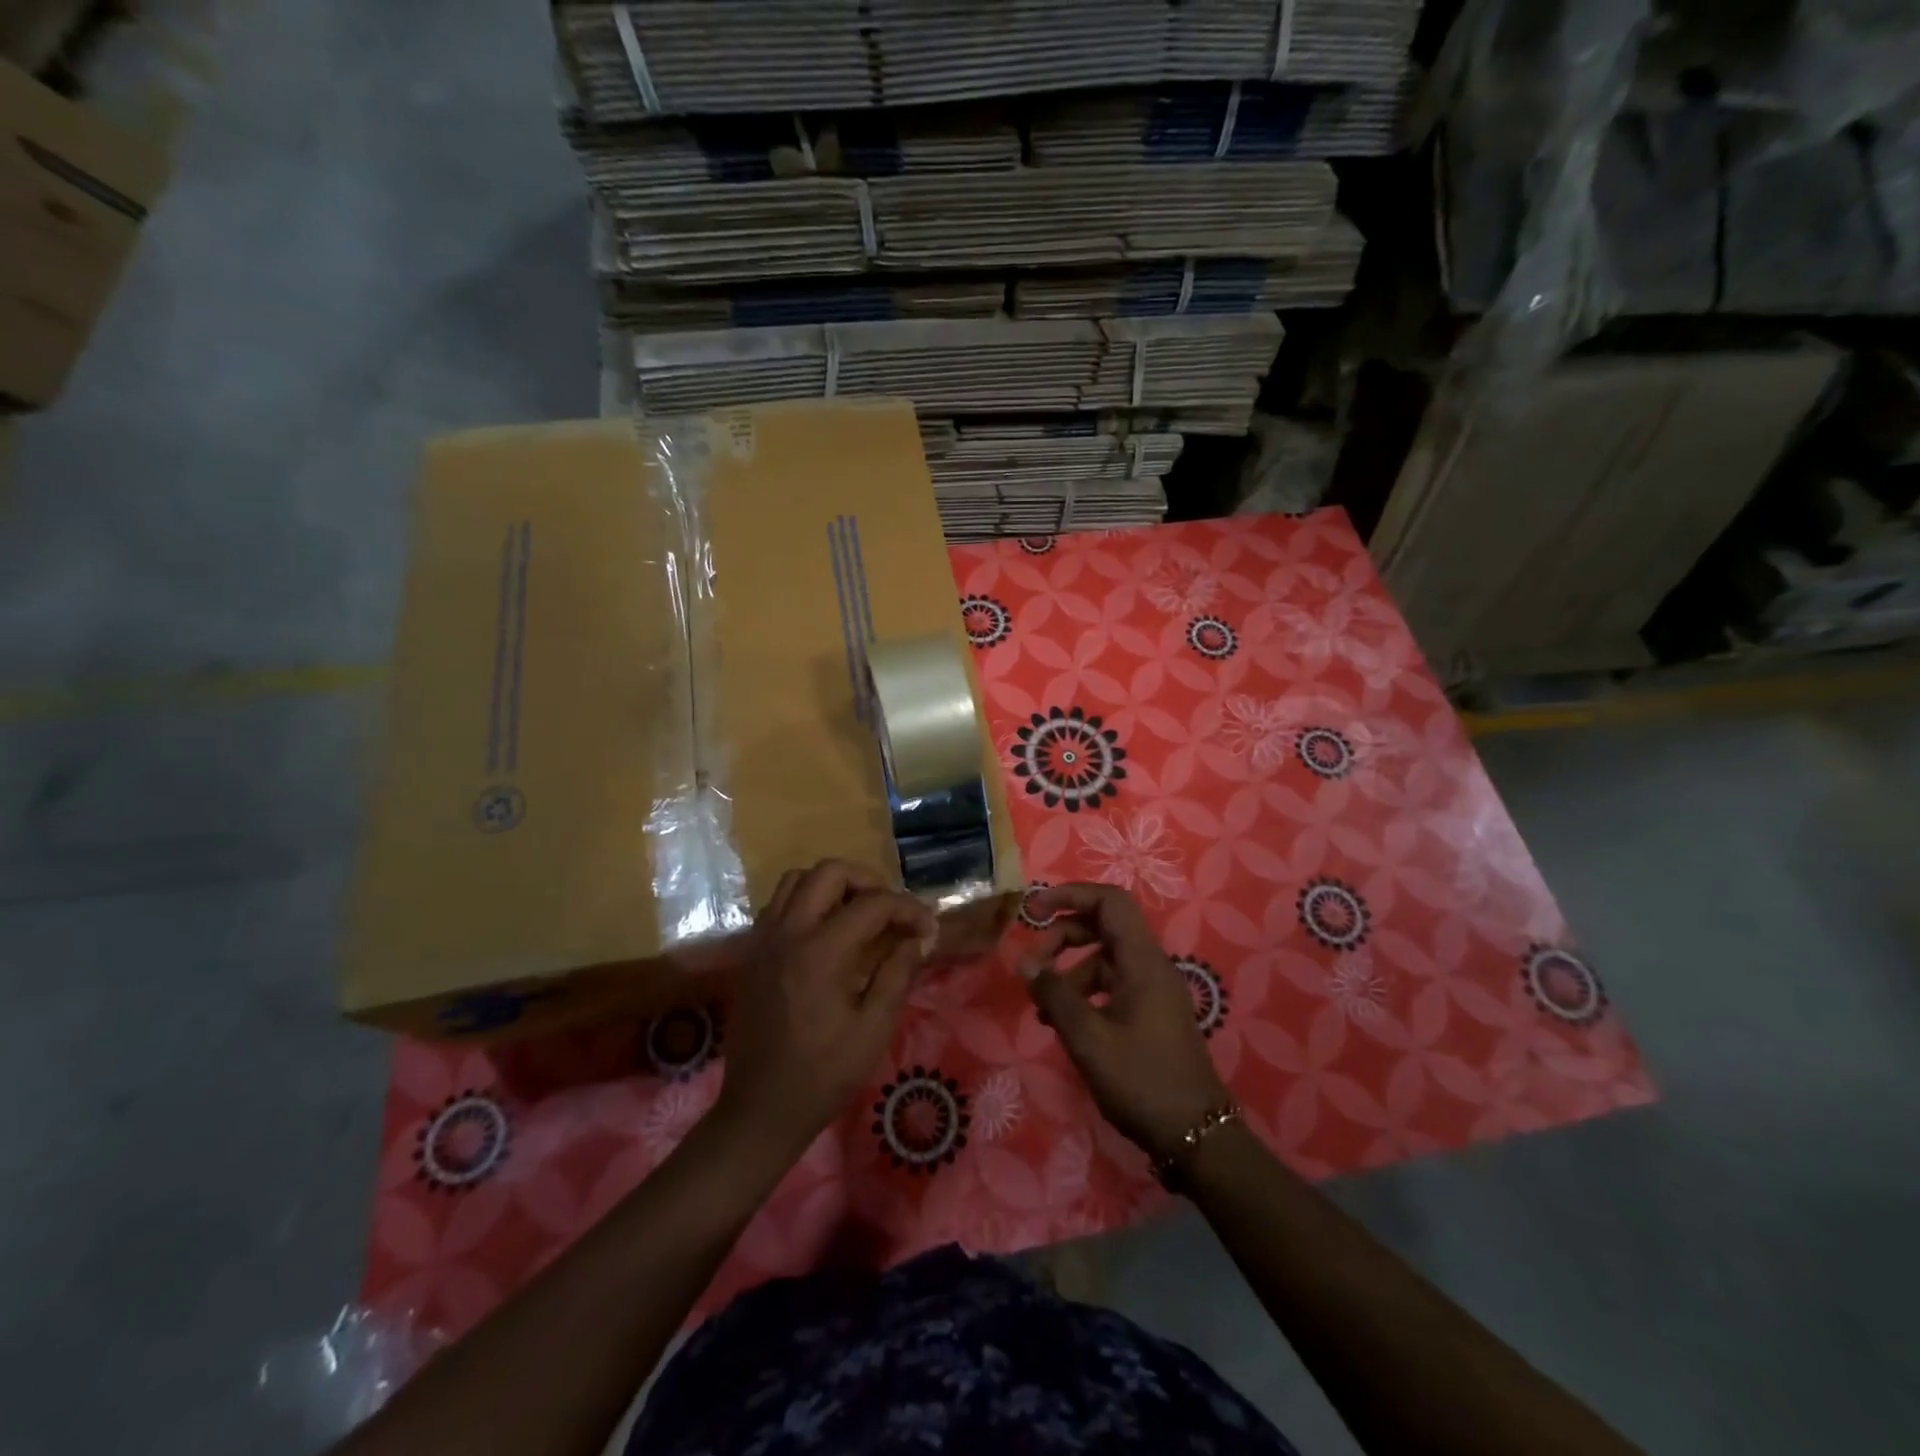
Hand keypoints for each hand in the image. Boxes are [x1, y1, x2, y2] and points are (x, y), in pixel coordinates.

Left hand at [716, 860, 935, 1161]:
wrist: (760, 1110)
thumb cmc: (823, 1075)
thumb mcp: (873, 1029)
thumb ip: (898, 974)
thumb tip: (919, 938)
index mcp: (820, 952)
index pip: (872, 904)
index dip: (907, 909)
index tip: (928, 929)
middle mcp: (787, 933)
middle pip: (828, 872)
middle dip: (868, 881)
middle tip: (890, 911)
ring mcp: (763, 940)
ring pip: (797, 880)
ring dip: (833, 886)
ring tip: (858, 914)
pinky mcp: (751, 953)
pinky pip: (779, 904)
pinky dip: (806, 902)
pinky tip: (826, 933)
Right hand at [1020, 883, 1228, 1162]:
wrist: (1196, 1136)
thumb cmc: (1141, 1081)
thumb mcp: (1087, 1037)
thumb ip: (1054, 993)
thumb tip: (1025, 961)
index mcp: (1142, 961)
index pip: (1109, 901)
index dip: (1070, 894)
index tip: (1034, 910)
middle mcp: (1151, 966)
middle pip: (1104, 926)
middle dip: (1063, 936)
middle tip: (1032, 963)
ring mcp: (1154, 990)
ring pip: (1105, 958)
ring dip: (1070, 970)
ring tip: (1041, 1006)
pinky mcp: (1152, 1012)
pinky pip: (1113, 984)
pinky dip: (1085, 992)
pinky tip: (1064, 1022)